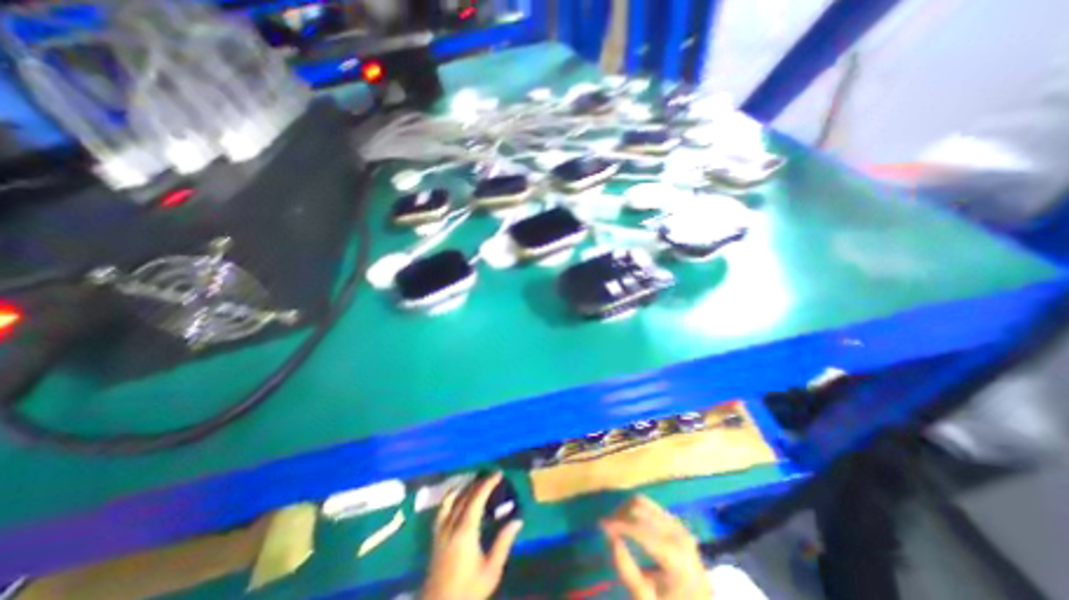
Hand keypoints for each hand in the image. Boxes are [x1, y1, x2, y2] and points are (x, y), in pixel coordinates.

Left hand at [419, 473, 524, 598]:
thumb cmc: (467, 592)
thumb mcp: (490, 571)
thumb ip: (503, 543)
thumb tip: (517, 520)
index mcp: (465, 531)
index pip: (477, 498)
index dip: (488, 483)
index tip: (499, 474)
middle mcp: (450, 526)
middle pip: (464, 496)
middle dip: (478, 483)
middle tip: (491, 477)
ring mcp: (440, 531)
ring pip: (450, 500)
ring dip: (463, 487)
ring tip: (475, 481)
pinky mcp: (434, 538)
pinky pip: (442, 510)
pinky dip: (451, 498)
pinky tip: (457, 498)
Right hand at [597, 494, 711, 598]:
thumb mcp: (646, 599)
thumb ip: (627, 570)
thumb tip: (611, 537)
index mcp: (675, 557)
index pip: (640, 529)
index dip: (618, 524)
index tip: (600, 525)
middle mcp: (679, 534)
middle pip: (641, 509)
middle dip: (620, 514)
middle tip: (606, 526)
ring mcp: (679, 526)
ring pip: (645, 502)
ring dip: (626, 509)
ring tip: (615, 523)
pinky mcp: (677, 522)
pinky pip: (651, 506)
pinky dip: (636, 509)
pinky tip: (629, 522)